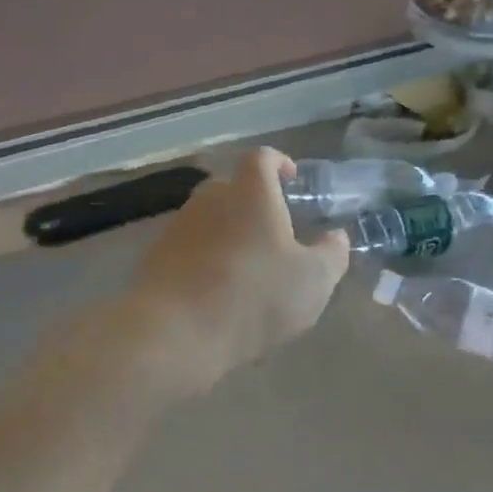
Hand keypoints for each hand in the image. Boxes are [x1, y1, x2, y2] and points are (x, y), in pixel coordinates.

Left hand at [127, 148, 348, 390]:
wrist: (175, 333)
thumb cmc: (254, 296)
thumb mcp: (313, 281)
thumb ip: (332, 254)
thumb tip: (335, 237)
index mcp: (250, 193)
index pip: (262, 158)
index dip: (278, 163)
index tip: (291, 179)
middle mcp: (210, 199)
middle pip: (232, 188)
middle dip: (252, 204)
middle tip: (273, 232)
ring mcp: (178, 227)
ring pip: (209, 220)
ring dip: (228, 235)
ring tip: (247, 269)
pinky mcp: (156, 257)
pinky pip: (189, 249)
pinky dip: (205, 261)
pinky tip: (217, 293)